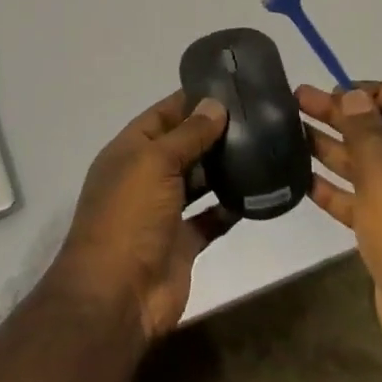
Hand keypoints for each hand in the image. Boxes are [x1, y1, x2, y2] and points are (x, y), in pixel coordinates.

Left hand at [47, 92, 235, 343]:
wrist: (117, 295)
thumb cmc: (129, 217)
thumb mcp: (154, 163)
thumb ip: (187, 134)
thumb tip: (215, 105)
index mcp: (128, 153)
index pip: (162, 115)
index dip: (191, 100)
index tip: (230, 86)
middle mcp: (144, 178)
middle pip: (183, 146)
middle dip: (214, 132)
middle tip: (259, 115)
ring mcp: (164, 212)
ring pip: (199, 181)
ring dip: (224, 167)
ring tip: (264, 145)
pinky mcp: (183, 242)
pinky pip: (211, 218)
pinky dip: (231, 206)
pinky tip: (259, 190)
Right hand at [297, 82, 381, 361]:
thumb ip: (364, 130)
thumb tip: (353, 93)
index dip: (364, 91)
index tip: (327, 91)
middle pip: (378, 130)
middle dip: (338, 115)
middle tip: (295, 101)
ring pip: (365, 165)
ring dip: (331, 148)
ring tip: (289, 133)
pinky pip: (360, 200)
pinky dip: (334, 189)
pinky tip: (302, 181)